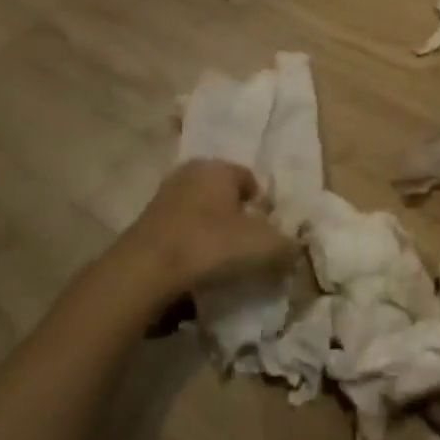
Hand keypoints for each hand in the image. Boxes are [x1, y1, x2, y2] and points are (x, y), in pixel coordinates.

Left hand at [105, 160, 295, 310]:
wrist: (145, 272)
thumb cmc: (211, 245)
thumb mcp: (265, 246)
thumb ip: (288, 245)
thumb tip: (295, 249)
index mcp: (218, 167)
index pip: (250, 180)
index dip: (263, 206)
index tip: (268, 233)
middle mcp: (189, 174)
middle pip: (223, 196)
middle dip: (236, 218)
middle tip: (247, 247)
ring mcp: (163, 198)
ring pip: (200, 214)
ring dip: (211, 233)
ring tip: (222, 263)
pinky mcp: (144, 225)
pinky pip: (179, 233)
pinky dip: (190, 247)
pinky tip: (196, 270)